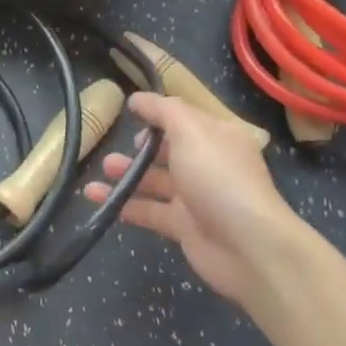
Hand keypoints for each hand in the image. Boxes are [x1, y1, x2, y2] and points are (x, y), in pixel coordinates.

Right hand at [83, 92, 310, 305]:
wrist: (248, 246)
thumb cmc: (218, 177)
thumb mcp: (191, 131)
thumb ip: (163, 110)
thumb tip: (138, 99)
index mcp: (218, 137)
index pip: (184, 118)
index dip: (158, 111)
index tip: (129, 108)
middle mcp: (208, 164)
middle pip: (169, 150)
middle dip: (142, 146)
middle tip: (118, 145)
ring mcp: (196, 197)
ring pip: (155, 180)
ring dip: (128, 173)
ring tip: (104, 168)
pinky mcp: (183, 226)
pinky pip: (148, 210)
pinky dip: (123, 203)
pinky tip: (97, 197)